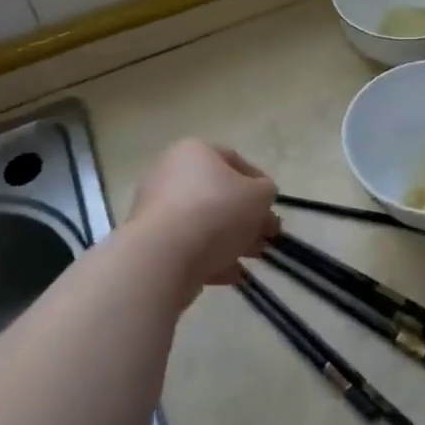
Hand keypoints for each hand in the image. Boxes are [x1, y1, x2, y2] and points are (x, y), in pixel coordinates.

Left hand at [127, 139, 277, 302]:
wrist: (164, 254)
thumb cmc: (216, 211)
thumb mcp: (258, 195)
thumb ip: (266, 191)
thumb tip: (261, 195)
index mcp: (194, 151)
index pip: (233, 160)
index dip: (259, 183)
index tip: (273, 206)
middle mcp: (170, 173)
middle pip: (218, 194)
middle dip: (247, 216)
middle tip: (267, 236)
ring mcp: (156, 208)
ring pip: (204, 222)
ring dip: (232, 239)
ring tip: (253, 258)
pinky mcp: (151, 241)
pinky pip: (188, 246)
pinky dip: (210, 257)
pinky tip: (232, 274)